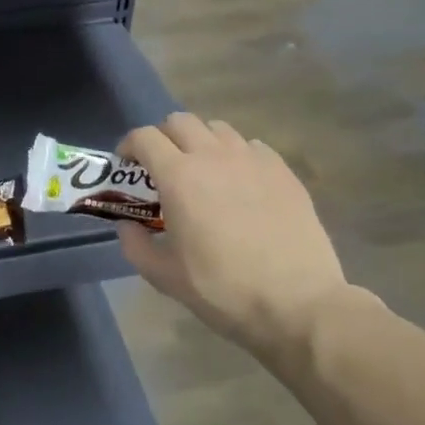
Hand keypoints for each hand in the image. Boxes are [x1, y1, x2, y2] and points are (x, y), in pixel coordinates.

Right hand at [117, 113, 356, 361]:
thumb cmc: (223, 289)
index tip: (127, 164)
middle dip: (164, 137)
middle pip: (180, 121)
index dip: (129, 146)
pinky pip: (251, 146)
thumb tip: (127, 225)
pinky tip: (240, 183)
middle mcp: (213, 156)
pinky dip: (236, 155)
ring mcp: (252, 160)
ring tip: (203, 171)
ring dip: (201, 142)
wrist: (298, 303)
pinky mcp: (283, 171)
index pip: (144, 137)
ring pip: (217, 129)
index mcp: (179, 176)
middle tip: (162, 166)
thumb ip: (135, 244)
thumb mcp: (164, 276)